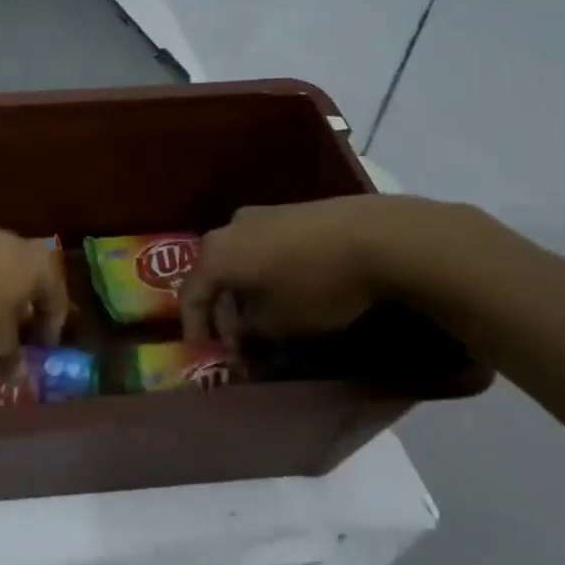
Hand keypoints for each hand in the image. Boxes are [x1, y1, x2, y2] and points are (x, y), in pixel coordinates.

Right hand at [179, 195, 470, 342]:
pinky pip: (261, 246)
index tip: (204, 353)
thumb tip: (241, 333)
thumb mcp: (280, 323)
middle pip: (212, 273)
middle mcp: (228, 228)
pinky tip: (283, 288)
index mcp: (216, 255)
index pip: (190, 295)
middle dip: (220, 310)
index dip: (194, 328)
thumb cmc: (316, 285)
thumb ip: (250, 330)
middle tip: (235, 339)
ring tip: (261, 316)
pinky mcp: (288, 211)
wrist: (374, 236)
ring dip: (242, 289)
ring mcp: (259, 215)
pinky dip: (262, 271)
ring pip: (237, 258)